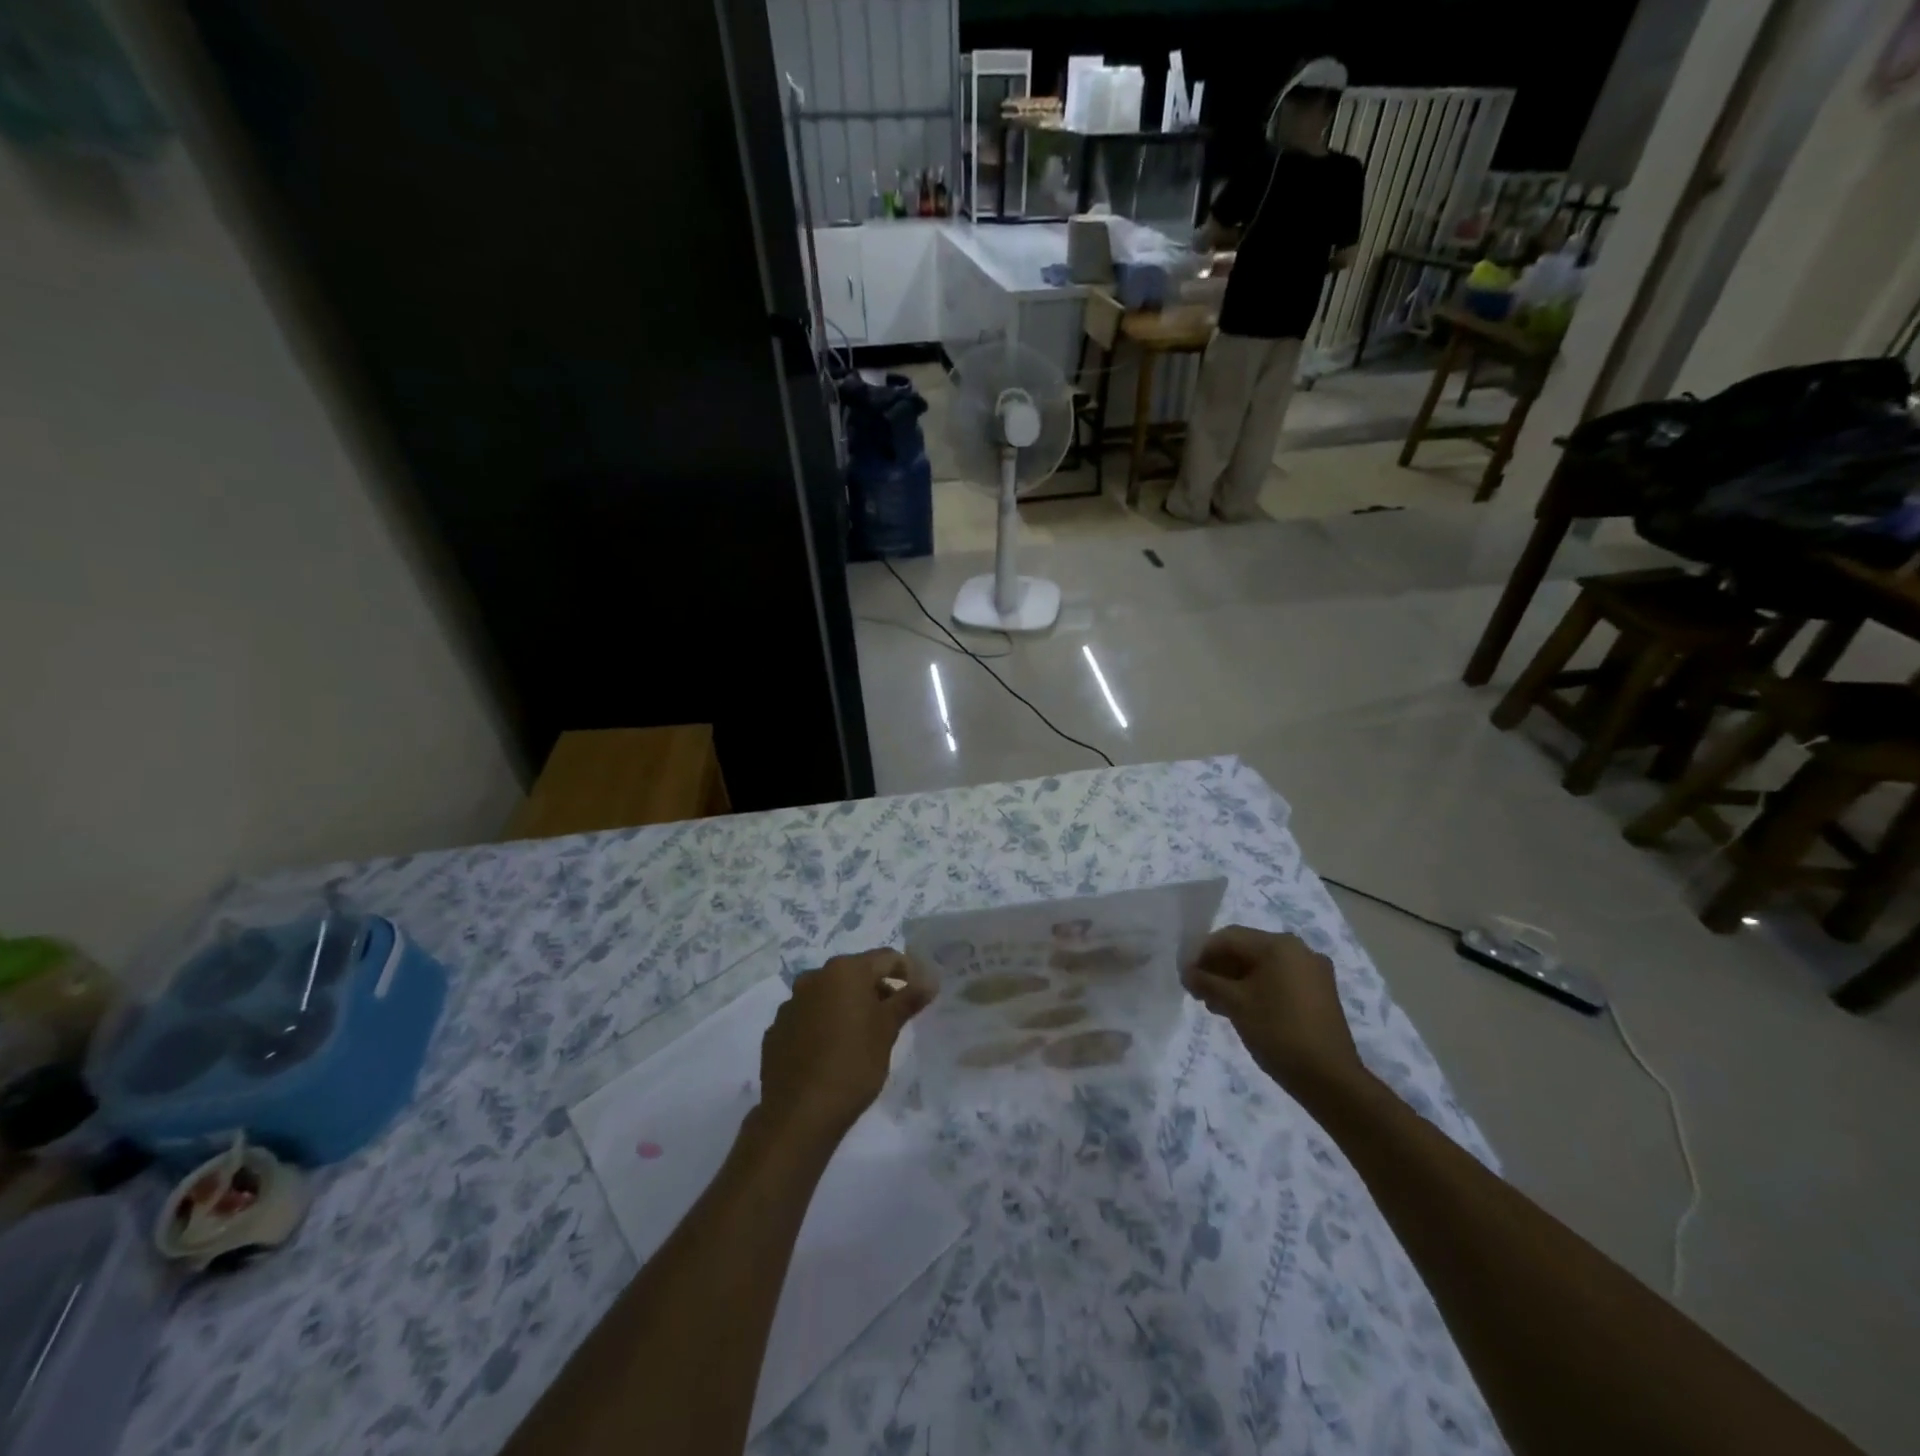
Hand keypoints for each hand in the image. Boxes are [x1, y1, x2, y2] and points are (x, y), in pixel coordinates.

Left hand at [756, 949, 934, 1141]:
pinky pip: (808, 1017)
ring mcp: (791, 1004)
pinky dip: (824, 1024)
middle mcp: (814, 977)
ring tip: (863, 1036)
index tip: (920, 994)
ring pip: (829, 995)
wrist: (799, 1114)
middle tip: (894, 1017)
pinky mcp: (776, 1030)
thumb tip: (930, 979)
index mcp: (844, 971)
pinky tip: (832, 1051)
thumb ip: (908, 999)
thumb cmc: (853, 1064)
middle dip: (877, 990)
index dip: (908, 972)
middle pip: (855, 973)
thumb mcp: (888, 1030)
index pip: (886, 958)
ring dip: (848, 1006)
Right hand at [1182, 927, 1366, 1098]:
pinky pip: (1279, 980)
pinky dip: (1257, 988)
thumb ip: (1206, 982)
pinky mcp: (1320, 993)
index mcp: (1279, 945)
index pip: (1229, 937)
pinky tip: (1242, 1009)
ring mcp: (1313, 972)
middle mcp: (1299, 950)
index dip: (1201, 954)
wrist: (1330, 1079)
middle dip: (1218, 967)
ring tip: (1215, 1004)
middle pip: (1247, 949)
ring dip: (1235, 980)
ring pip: (1263, 966)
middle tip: (1198, 991)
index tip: (1185, 976)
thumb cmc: (1278, 1032)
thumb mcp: (1235, 1004)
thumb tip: (1187, 973)